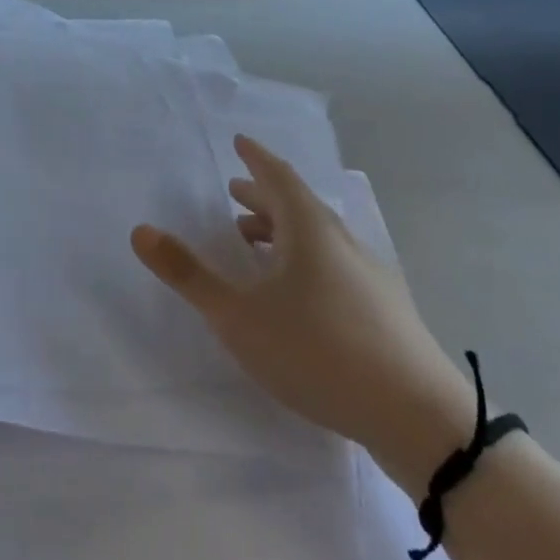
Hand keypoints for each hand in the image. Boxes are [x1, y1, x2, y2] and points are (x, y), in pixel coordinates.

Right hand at [131, 135, 473, 493]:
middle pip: (299, 205)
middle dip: (264, 196)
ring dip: (283, 230)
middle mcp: (342, 242)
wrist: (418, 417)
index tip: (240, 142)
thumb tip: (141, 230)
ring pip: (318, 238)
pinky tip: (296, 293)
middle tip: (235, 192)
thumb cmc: (318, 351)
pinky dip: (304, 259)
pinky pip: (334, 264)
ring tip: (254, 240)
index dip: (256, 158)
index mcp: (310, 230)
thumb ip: (189, 275)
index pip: (278, 177)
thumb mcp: (239, 316)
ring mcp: (369, 276)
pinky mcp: (384, 310)